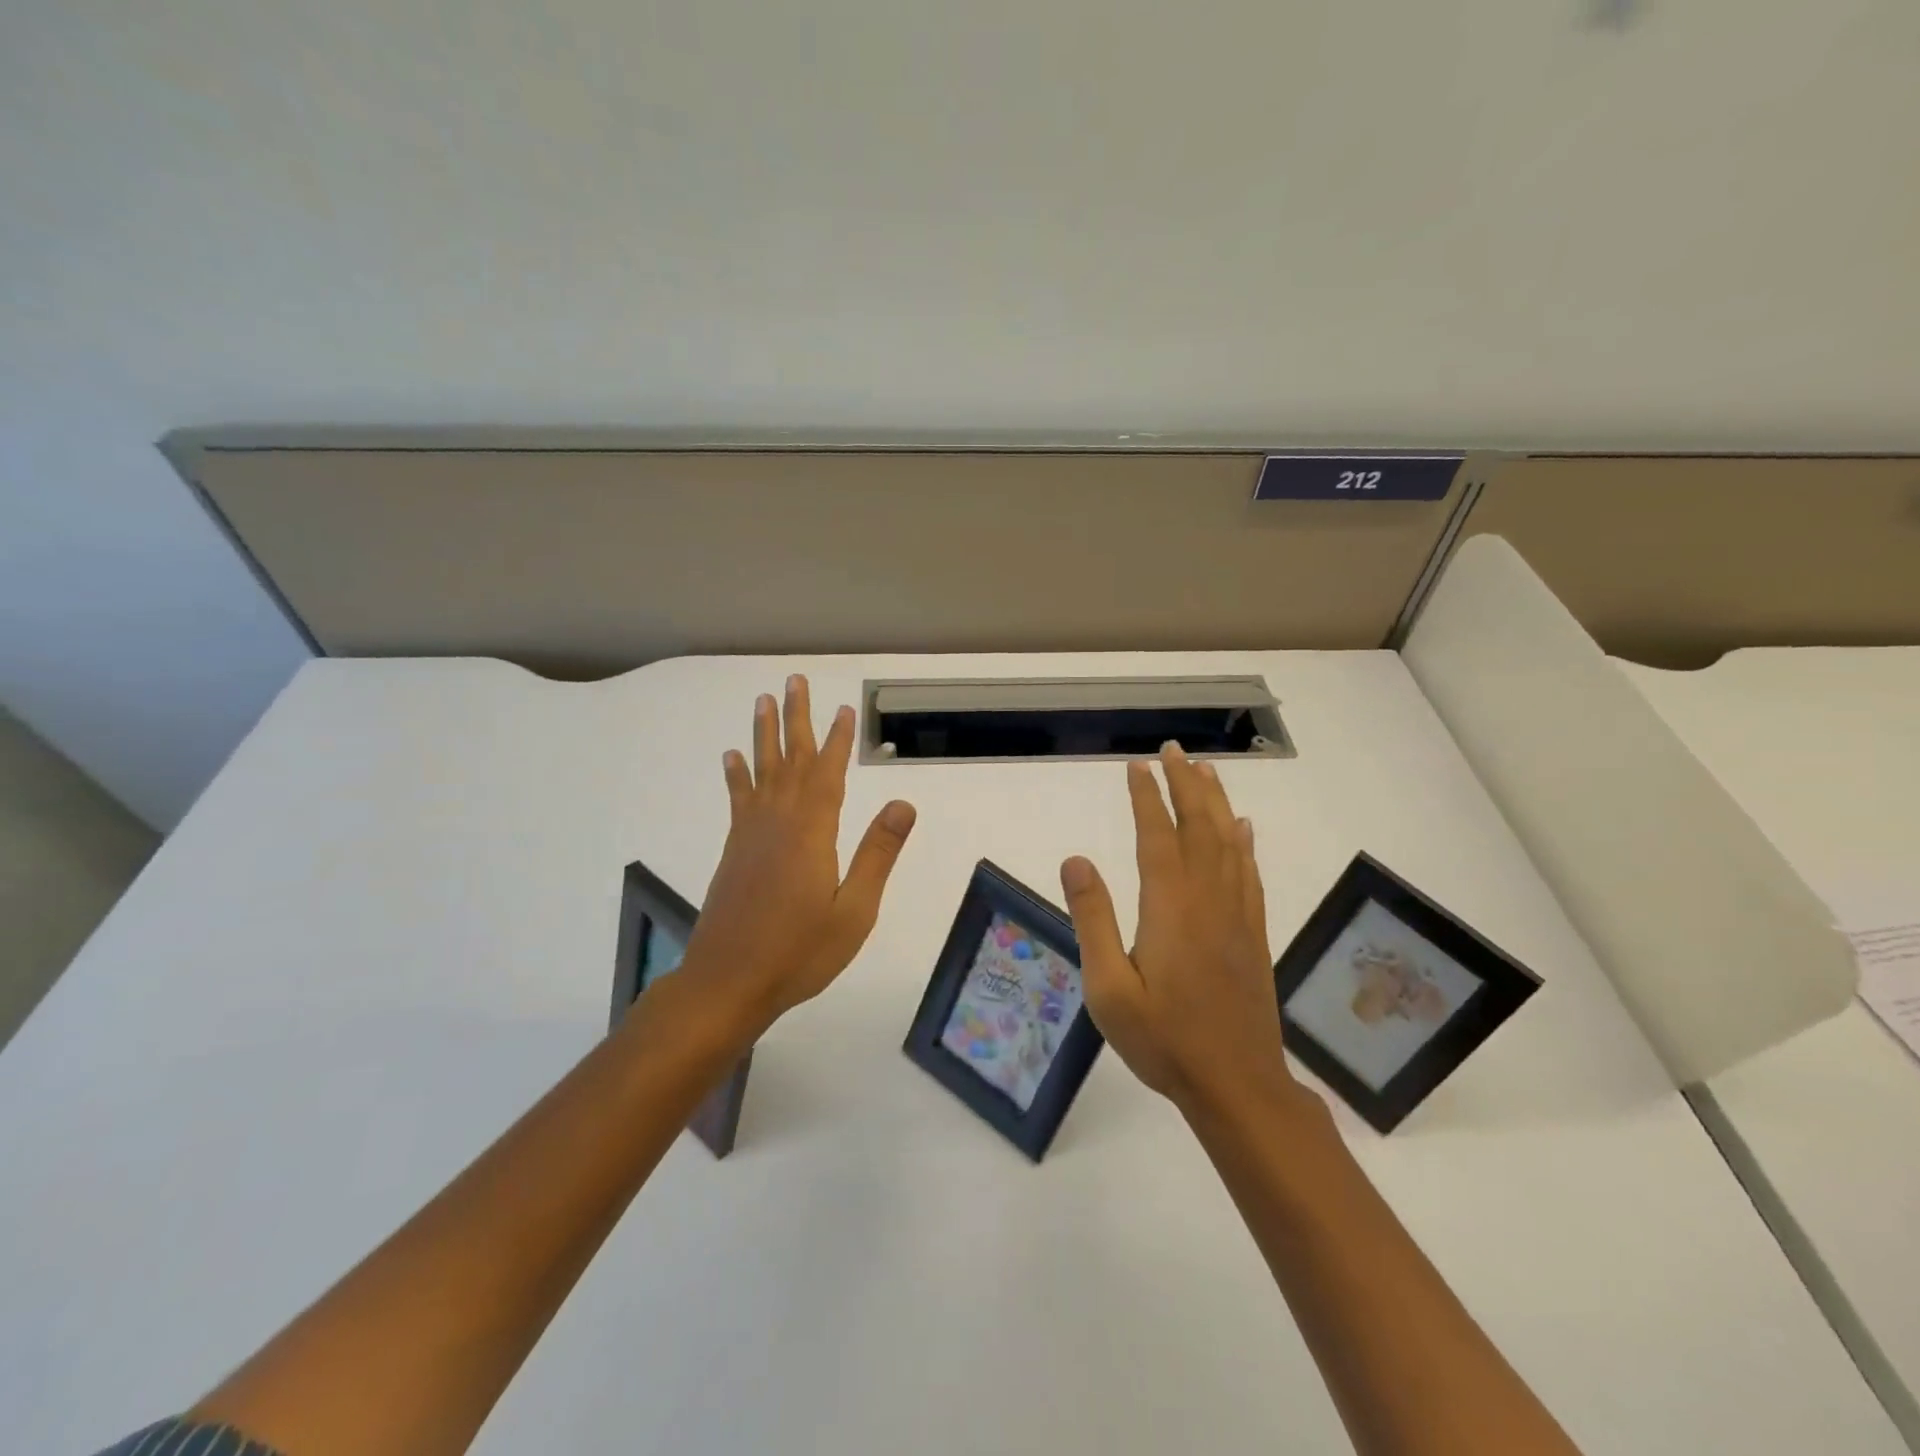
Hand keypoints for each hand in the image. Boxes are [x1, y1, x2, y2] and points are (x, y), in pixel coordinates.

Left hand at [678, 675, 916, 1033]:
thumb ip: (877, 854)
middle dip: (795, 718)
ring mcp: (750, 834)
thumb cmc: (800, 952)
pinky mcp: (734, 850)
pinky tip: (732, 756)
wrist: (728, 982)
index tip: (844, 708)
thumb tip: (903, 804)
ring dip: (764, 734)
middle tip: (794, 680)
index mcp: (812, 833)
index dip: (837, 739)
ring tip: (762, 700)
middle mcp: (778, 822)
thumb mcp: (854, 910)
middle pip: (790, 759)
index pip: (828, 773)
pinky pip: (738, 799)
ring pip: (761, 771)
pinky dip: (737, 774)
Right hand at [1059, 743, 1289, 1112]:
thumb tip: (1076, 859)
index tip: (1137, 765)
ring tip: (1206, 770)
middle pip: (1199, 827)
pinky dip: (1244, 842)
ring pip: (1229, 842)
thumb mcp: (1109, 987)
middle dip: (1186, 784)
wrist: (1236, 1085)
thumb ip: (1092, 919)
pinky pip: (1250, 873)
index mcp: (1170, 907)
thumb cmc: (1163, 1039)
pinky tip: (1243, 827)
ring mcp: (1236, 915)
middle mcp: (1208, 899)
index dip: (1148, 796)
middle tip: (1174, 751)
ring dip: (1216, 802)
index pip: (1157, 836)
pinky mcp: (1253, 933)